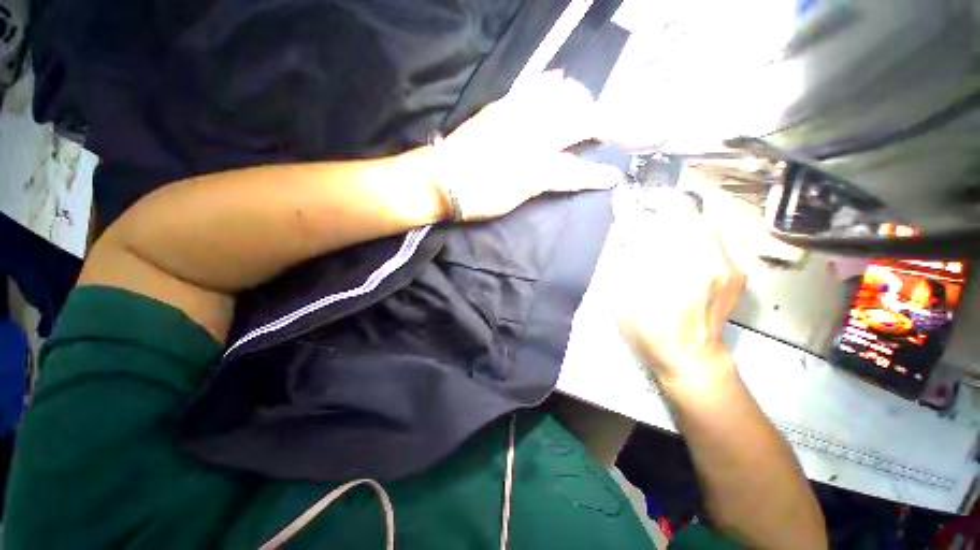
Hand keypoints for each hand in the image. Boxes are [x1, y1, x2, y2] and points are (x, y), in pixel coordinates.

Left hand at [428, 71, 623, 220]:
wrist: (442, 180)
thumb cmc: (478, 199)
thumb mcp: (514, 201)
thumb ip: (540, 183)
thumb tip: (559, 172)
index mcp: (536, 170)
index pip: (576, 171)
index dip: (596, 176)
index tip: (612, 177)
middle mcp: (533, 139)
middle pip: (578, 123)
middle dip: (600, 125)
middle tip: (608, 132)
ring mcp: (517, 118)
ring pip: (560, 99)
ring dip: (580, 100)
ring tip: (586, 105)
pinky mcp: (501, 108)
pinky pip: (530, 87)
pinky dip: (548, 82)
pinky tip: (559, 78)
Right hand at [611, 189, 744, 391]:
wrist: (690, 356)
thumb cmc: (646, 329)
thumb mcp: (619, 297)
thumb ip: (621, 261)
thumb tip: (626, 233)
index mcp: (657, 273)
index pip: (641, 226)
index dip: (630, 207)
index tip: (623, 195)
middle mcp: (696, 263)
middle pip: (681, 212)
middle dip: (661, 202)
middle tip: (646, 206)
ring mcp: (722, 265)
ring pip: (702, 220)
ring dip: (679, 215)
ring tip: (664, 222)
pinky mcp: (735, 270)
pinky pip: (714, 237)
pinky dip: (695, 232)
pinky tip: (684, 245)